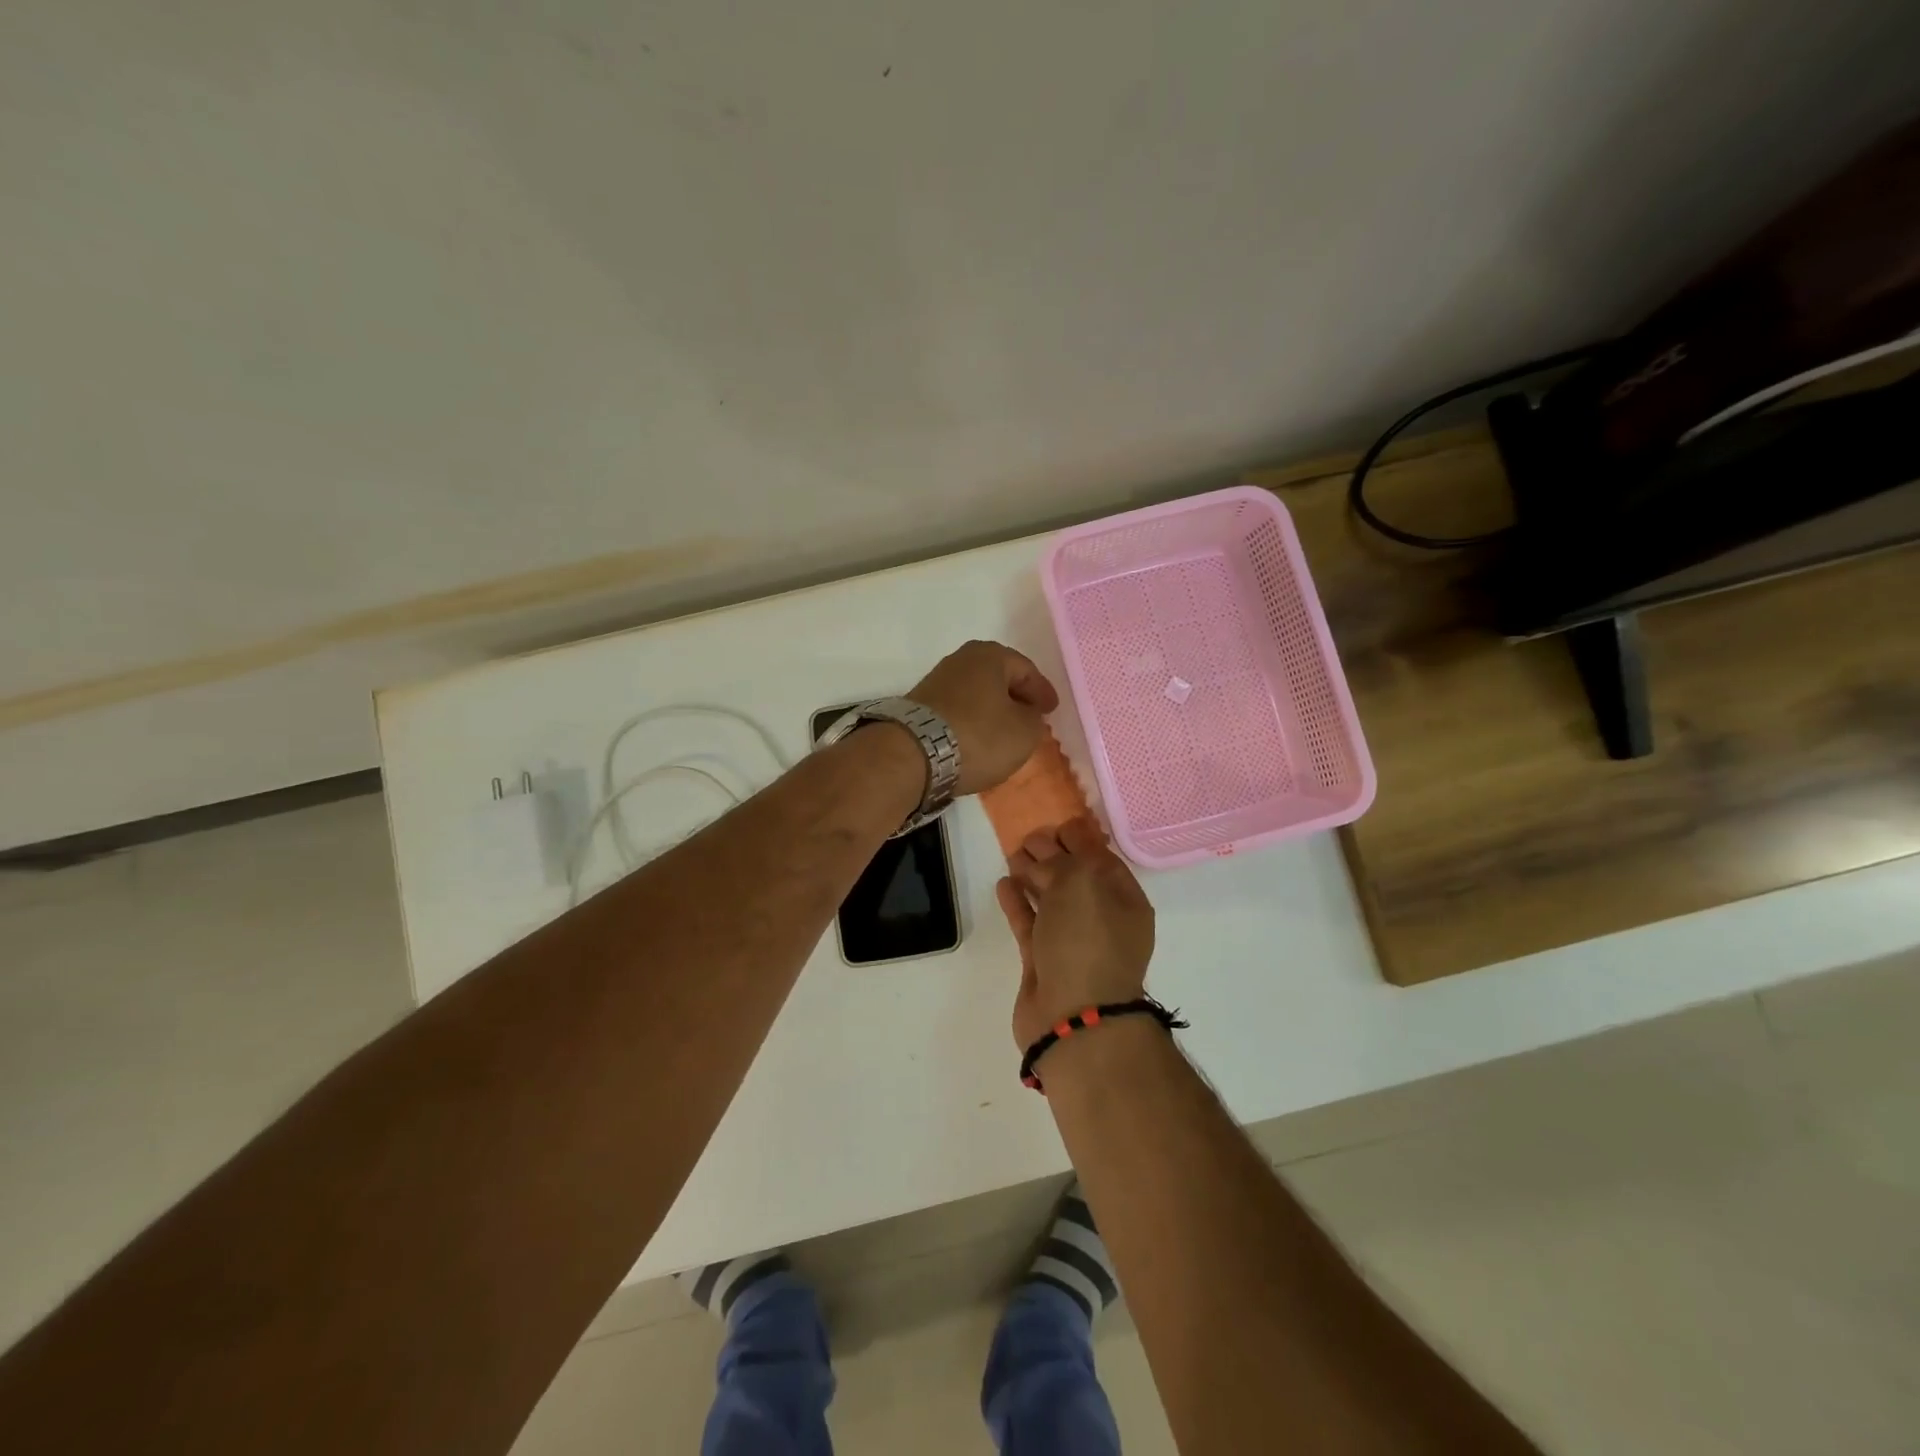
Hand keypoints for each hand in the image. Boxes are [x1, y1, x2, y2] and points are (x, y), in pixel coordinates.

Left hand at [909, 640, 1059, 795]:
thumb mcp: (1024, 732)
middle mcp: (960, 660)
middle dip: (1015, 698)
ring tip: (1004, 732)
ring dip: (991, 710)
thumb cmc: (979, 736)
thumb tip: (1026, 715)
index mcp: (990, 655)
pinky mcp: (918, 706)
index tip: (1052, 710)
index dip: (1042, 691)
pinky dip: (971, 722)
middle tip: (1030, 717)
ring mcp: (935, 681)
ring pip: (976, 694)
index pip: (1026, 670)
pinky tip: (977, 739)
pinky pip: (957, 710)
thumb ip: (1034, 720)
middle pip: (998, 678)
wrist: (913, 754)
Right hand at [997, 818, 1155, 1049]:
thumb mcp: (1081, 883)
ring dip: (1033, 877)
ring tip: (1013, 855)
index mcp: (1124, 901)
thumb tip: (1048, 851)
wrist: (1074, 1017)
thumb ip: (1065, 860)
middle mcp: (1102, 921)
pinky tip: (1004, 884)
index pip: (1102, 859)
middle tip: (1028, 837)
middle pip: (1075, 879)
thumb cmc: (1087, 941)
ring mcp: (1072, 944)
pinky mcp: (1043, 964)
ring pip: (1051, 901)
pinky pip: (1030, 924)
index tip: (1056, 824)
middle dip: (1054, 856)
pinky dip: (1018, 904)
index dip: (1080, 839)